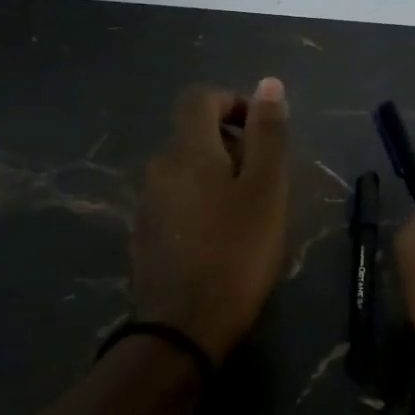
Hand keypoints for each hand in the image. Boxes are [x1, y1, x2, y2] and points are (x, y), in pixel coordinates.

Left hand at [132, 79, 290, 361]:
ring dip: (217, 177)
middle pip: (194, 135)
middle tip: (264, 182)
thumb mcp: (266, 189)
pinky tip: (220, 240)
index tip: (261, 132)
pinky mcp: (145, 235)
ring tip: (248, 215)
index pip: (200, 98)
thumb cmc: (236, 252)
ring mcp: (147, 203)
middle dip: (231, 145)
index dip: (232, 102)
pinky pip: (176, 201)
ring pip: (186, 170)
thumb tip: (269, 84)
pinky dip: (200, 204)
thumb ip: (268, 134)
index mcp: (187, 150)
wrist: (182, 329)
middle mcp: (159, 168)